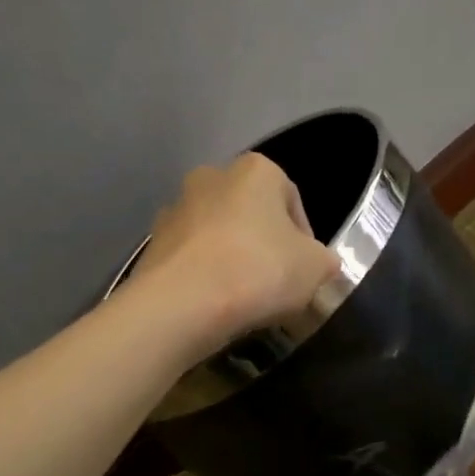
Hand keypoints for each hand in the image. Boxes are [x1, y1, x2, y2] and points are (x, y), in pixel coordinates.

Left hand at [132, 153, 340, 356]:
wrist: (182, 304)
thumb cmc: (259, 272)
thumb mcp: (316, 268)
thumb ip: (323, 260)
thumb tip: (317, 264)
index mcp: (256, 170)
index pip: (292, 201)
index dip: (305, 240)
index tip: (305, 272)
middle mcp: (211, 177)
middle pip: (250, 214)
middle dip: (263, 244)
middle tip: (275, 283)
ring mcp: (175, 209)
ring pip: (216, 235)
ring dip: (230, 259)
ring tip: (242, 299)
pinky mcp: (151, 245)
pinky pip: (189, 259)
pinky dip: (202, 277)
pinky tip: (212, 305)